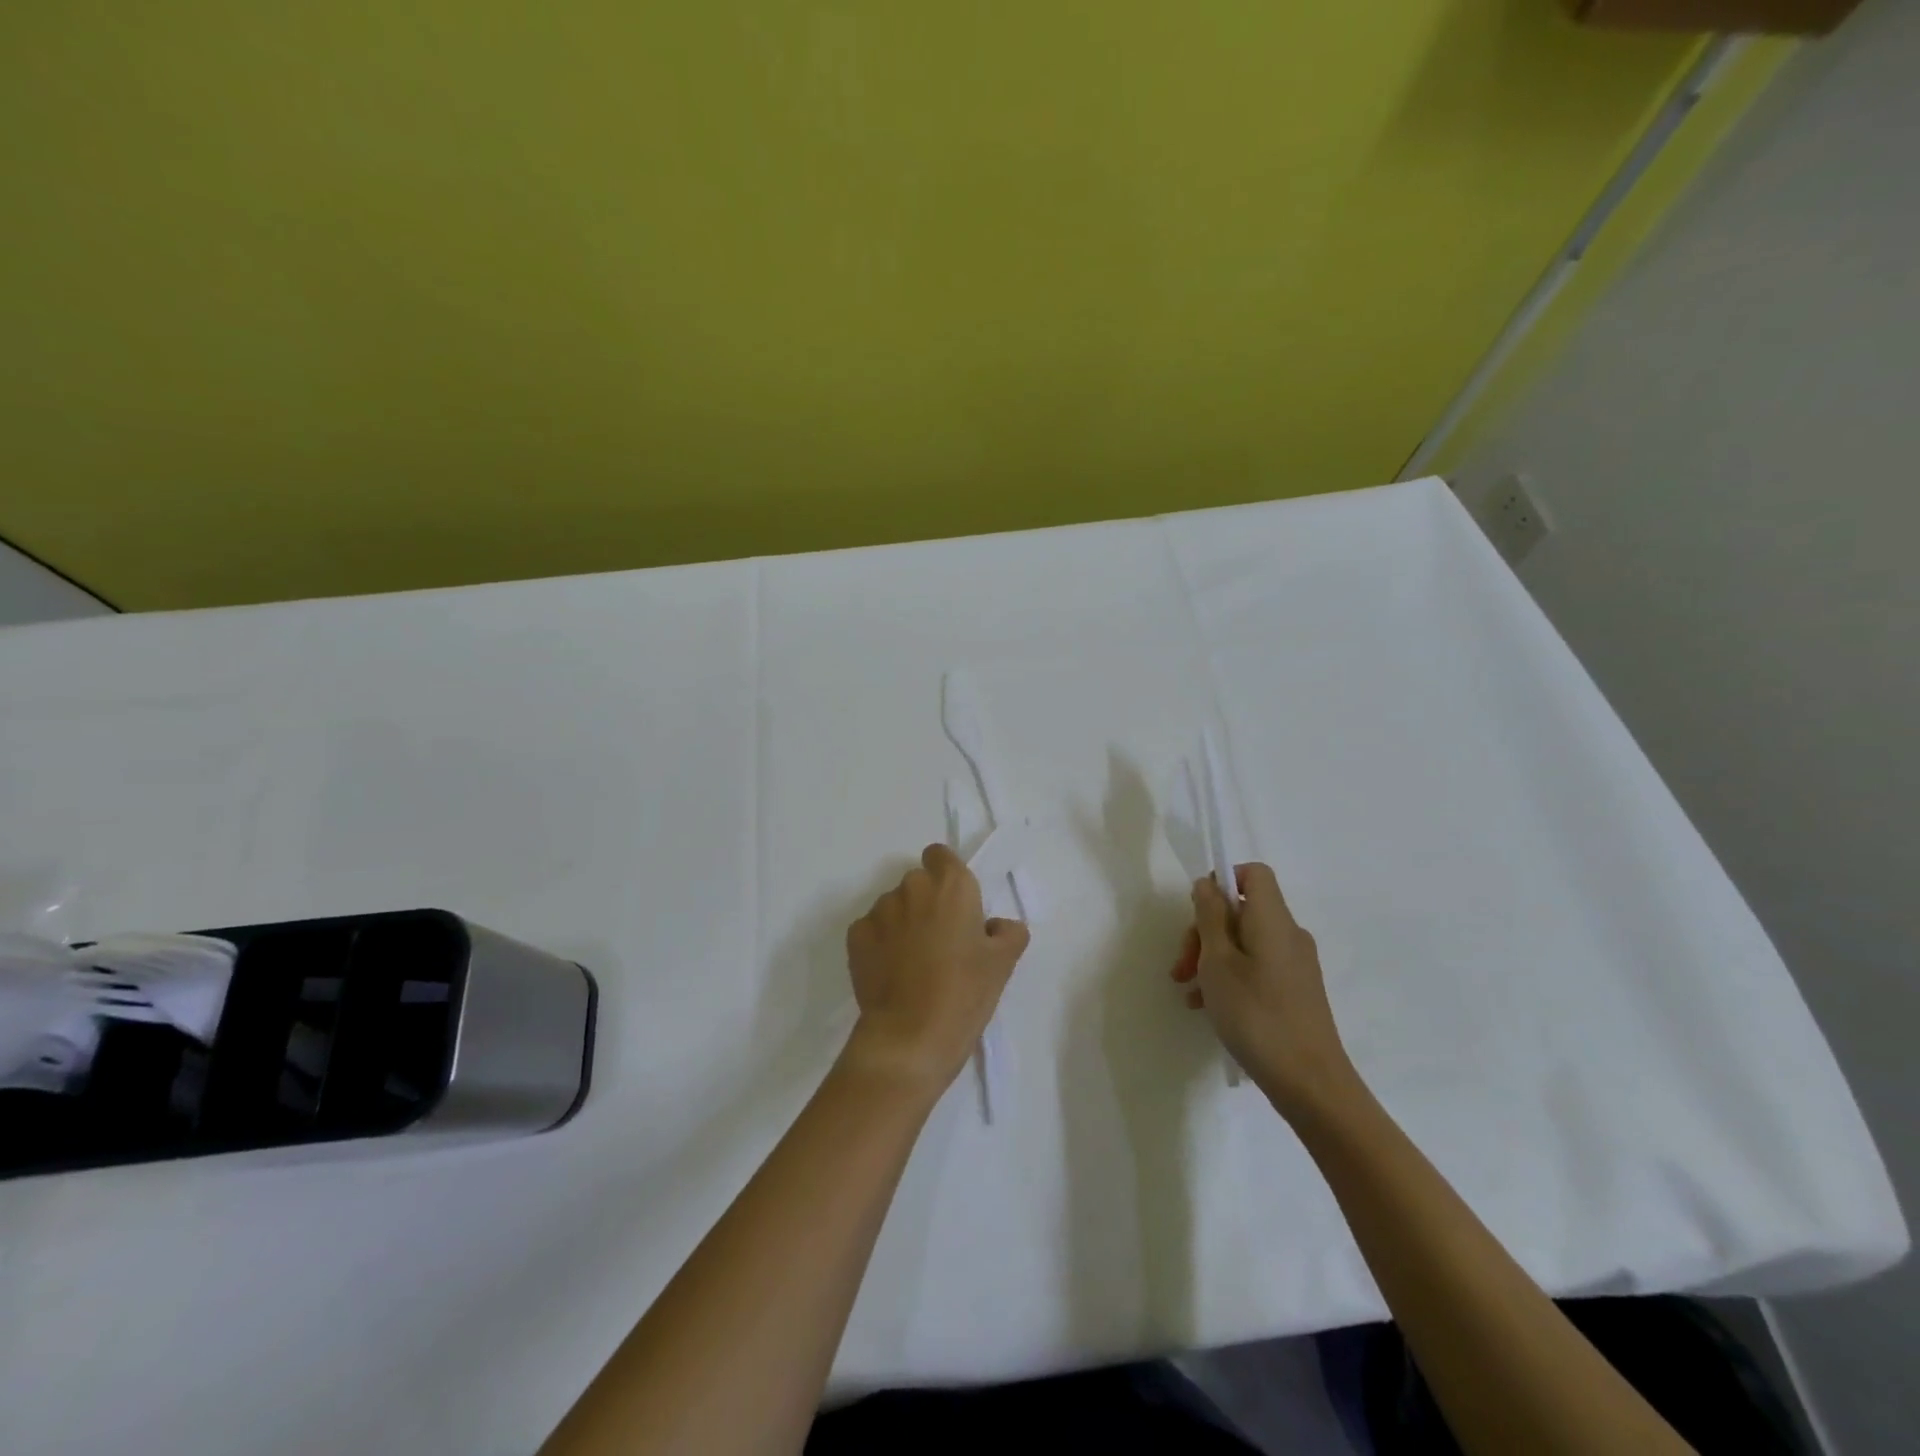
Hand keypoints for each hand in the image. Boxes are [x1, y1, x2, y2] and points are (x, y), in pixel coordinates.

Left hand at [843, 844, 1030, 1094]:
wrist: (910, 1036)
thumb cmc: (964, 993)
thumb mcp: (1003, 964)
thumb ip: (1008, 933)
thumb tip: (995, 927)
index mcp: (951, 886)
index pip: (941, 855)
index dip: (947, 874)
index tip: (956, 904)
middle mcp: (912, 888)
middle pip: (918, 883)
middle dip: (927, 903)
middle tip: (942, 941)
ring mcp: (879, 911)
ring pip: (894, 906)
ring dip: (903, 923)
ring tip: (914, 963)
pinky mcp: (856, 936)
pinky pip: (872, 929)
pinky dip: (881, 943)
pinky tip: (892, 973)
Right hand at [1171, 863, 1360, 1120]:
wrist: (1311, 1083)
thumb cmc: (1256, 1014)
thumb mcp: (1217, 962)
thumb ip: (1210, 917)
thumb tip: (1208, 884)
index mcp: (1273, 919)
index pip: (1254, 874)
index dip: (1223, 881)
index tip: (1197, 912)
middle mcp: (1289, 935)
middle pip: (1242, 911)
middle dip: (1205, 930)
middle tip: (1182, 966)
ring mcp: (1295, 965)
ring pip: (1245, 942)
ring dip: (1211, 958)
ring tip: (1188, 992)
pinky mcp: (1296, 991)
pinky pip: (1256, 967)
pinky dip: (1230, 976)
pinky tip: (1208, 1006)